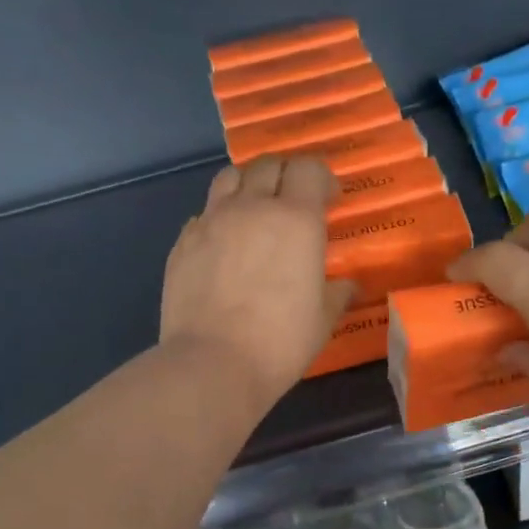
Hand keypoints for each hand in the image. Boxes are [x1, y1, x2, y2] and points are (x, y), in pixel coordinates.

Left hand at [161, 156, 354, 416]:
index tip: (329, 200)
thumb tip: (346, 285)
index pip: (309, 169)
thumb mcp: (322, 320)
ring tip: (255, 209)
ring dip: (248, 184)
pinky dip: (219, 217)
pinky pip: (204, 213)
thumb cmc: (279, 342)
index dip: (322, 178)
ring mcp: (211, 221)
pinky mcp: (183, 242)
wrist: (212, 363)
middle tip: (295, 201)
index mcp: (295, 219)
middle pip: (268, 165)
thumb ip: (336, 293)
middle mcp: (252, 208)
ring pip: (230, 177)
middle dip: (286, 174)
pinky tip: (224, 244)